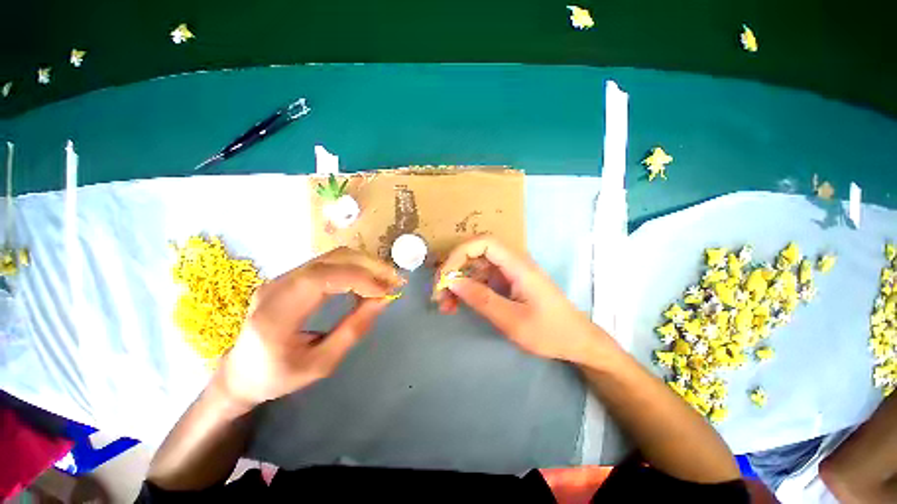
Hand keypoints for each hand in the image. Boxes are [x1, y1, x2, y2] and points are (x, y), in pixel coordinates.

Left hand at [213, 247, 403, 407]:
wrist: (241, 372)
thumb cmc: (278, 376)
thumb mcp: (321, 364)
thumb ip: (353, 330)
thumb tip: (383, 300)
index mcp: (276, 314)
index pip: (321, 278)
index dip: (359, 278)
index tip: (386, 291)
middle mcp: (276, 286)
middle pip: (331, 259)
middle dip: (368, 266)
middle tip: (394, 281)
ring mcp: (283, 277)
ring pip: (333, 256)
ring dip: (364, 264)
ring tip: (385, 280)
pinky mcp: (292, 277)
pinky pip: (330, 263)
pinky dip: (355, 268)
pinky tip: (367, 281)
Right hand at [433, 236, 616, 364]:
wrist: (576, 341)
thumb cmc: (550, 332)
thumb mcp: (513, 320)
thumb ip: (482, 299)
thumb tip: (452, 282)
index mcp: (518, 265)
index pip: (483, 243)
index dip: (460, 253)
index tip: (445, 277)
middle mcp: (512, 263)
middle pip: (475, 254)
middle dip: (453, 271)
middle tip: (439, 294)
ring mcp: (508, 273)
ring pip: (475, 268)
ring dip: (457, 283)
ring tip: (444, 306)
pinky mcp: (506, 283)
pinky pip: (481, 280)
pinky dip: (467, 291)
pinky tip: (456, 306)